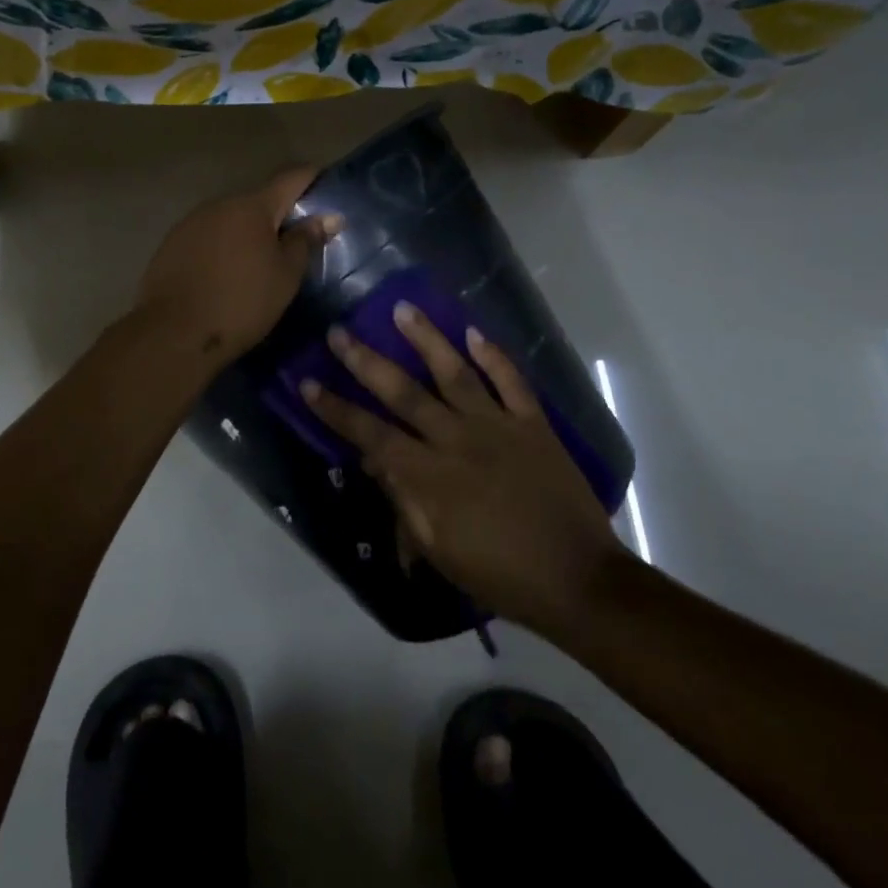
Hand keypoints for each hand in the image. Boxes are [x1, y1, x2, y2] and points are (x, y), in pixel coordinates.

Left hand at [131, 168, 339, 370]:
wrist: (173, 332)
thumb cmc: (241, 302)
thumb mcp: (285, 276)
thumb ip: (305, 241)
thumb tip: (328, 217)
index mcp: (252, 206)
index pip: (290, 178)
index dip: (311, 178)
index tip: (325, 184)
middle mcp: (219, 204)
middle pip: (257, 201)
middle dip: (277, 215)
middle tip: (295, 241)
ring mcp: (190, 222)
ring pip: (230, 220)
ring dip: (247, 233)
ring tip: (258, 262)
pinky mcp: (171, 244)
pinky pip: (207, 237)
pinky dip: (223, 247)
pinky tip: (225, 273)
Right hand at [300, 305, 622, 632]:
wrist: (578, 580)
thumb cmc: (501, 574)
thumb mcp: (440, 551)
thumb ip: (404, 503)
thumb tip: (374, 464)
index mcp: (430, 475)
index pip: (371, 434)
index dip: (337, 409)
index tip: (308, 382)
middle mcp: (458, 439)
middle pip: (404, 392)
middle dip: (366, 361)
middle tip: (339, 331)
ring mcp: (498, 427)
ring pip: (455, 373)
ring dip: (427, 339)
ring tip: (403, 308)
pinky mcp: (534, 425)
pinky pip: (512, 382)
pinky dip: (494, 356)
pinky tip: (474, 332)